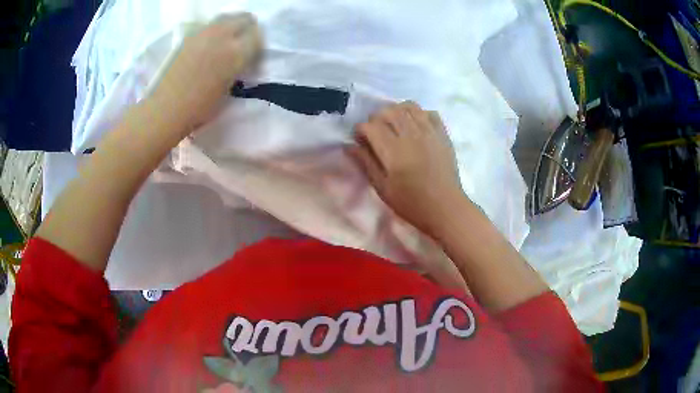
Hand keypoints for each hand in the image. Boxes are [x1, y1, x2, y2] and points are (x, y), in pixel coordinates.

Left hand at [150, 13, 262, 131]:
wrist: (166, 108)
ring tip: (226, 41)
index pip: (257, 36)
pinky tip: (209, 45)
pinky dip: (214, 30)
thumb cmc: (200, 108)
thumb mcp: (229, 89)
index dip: (257, 44)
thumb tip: (241, 58)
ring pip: (225, 18)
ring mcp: (203, 33)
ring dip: (231, 26)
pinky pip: (209, 25)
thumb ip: (238, 67)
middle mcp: (222, 37)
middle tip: (243, 42)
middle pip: (243, 18)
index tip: (253, 54)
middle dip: (247, 28)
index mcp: (236, 54)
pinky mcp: (189, 36)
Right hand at [350, 102, 467, 236]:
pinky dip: (419, 114)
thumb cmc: (411, 203)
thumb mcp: (383, 188)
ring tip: (395, 125)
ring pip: (409, 106)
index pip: (370, 126)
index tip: (360, 141)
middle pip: (388, 111)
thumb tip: (349, 146)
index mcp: (393, 150)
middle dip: (376, 118)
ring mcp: (429, 132)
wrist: (446, 208)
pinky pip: (429, 112)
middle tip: (376, 133)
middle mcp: (410, 135)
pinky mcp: (442, 134)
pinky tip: (416, 127)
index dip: (360, 131)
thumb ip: (366, 163)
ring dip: (397, 111)